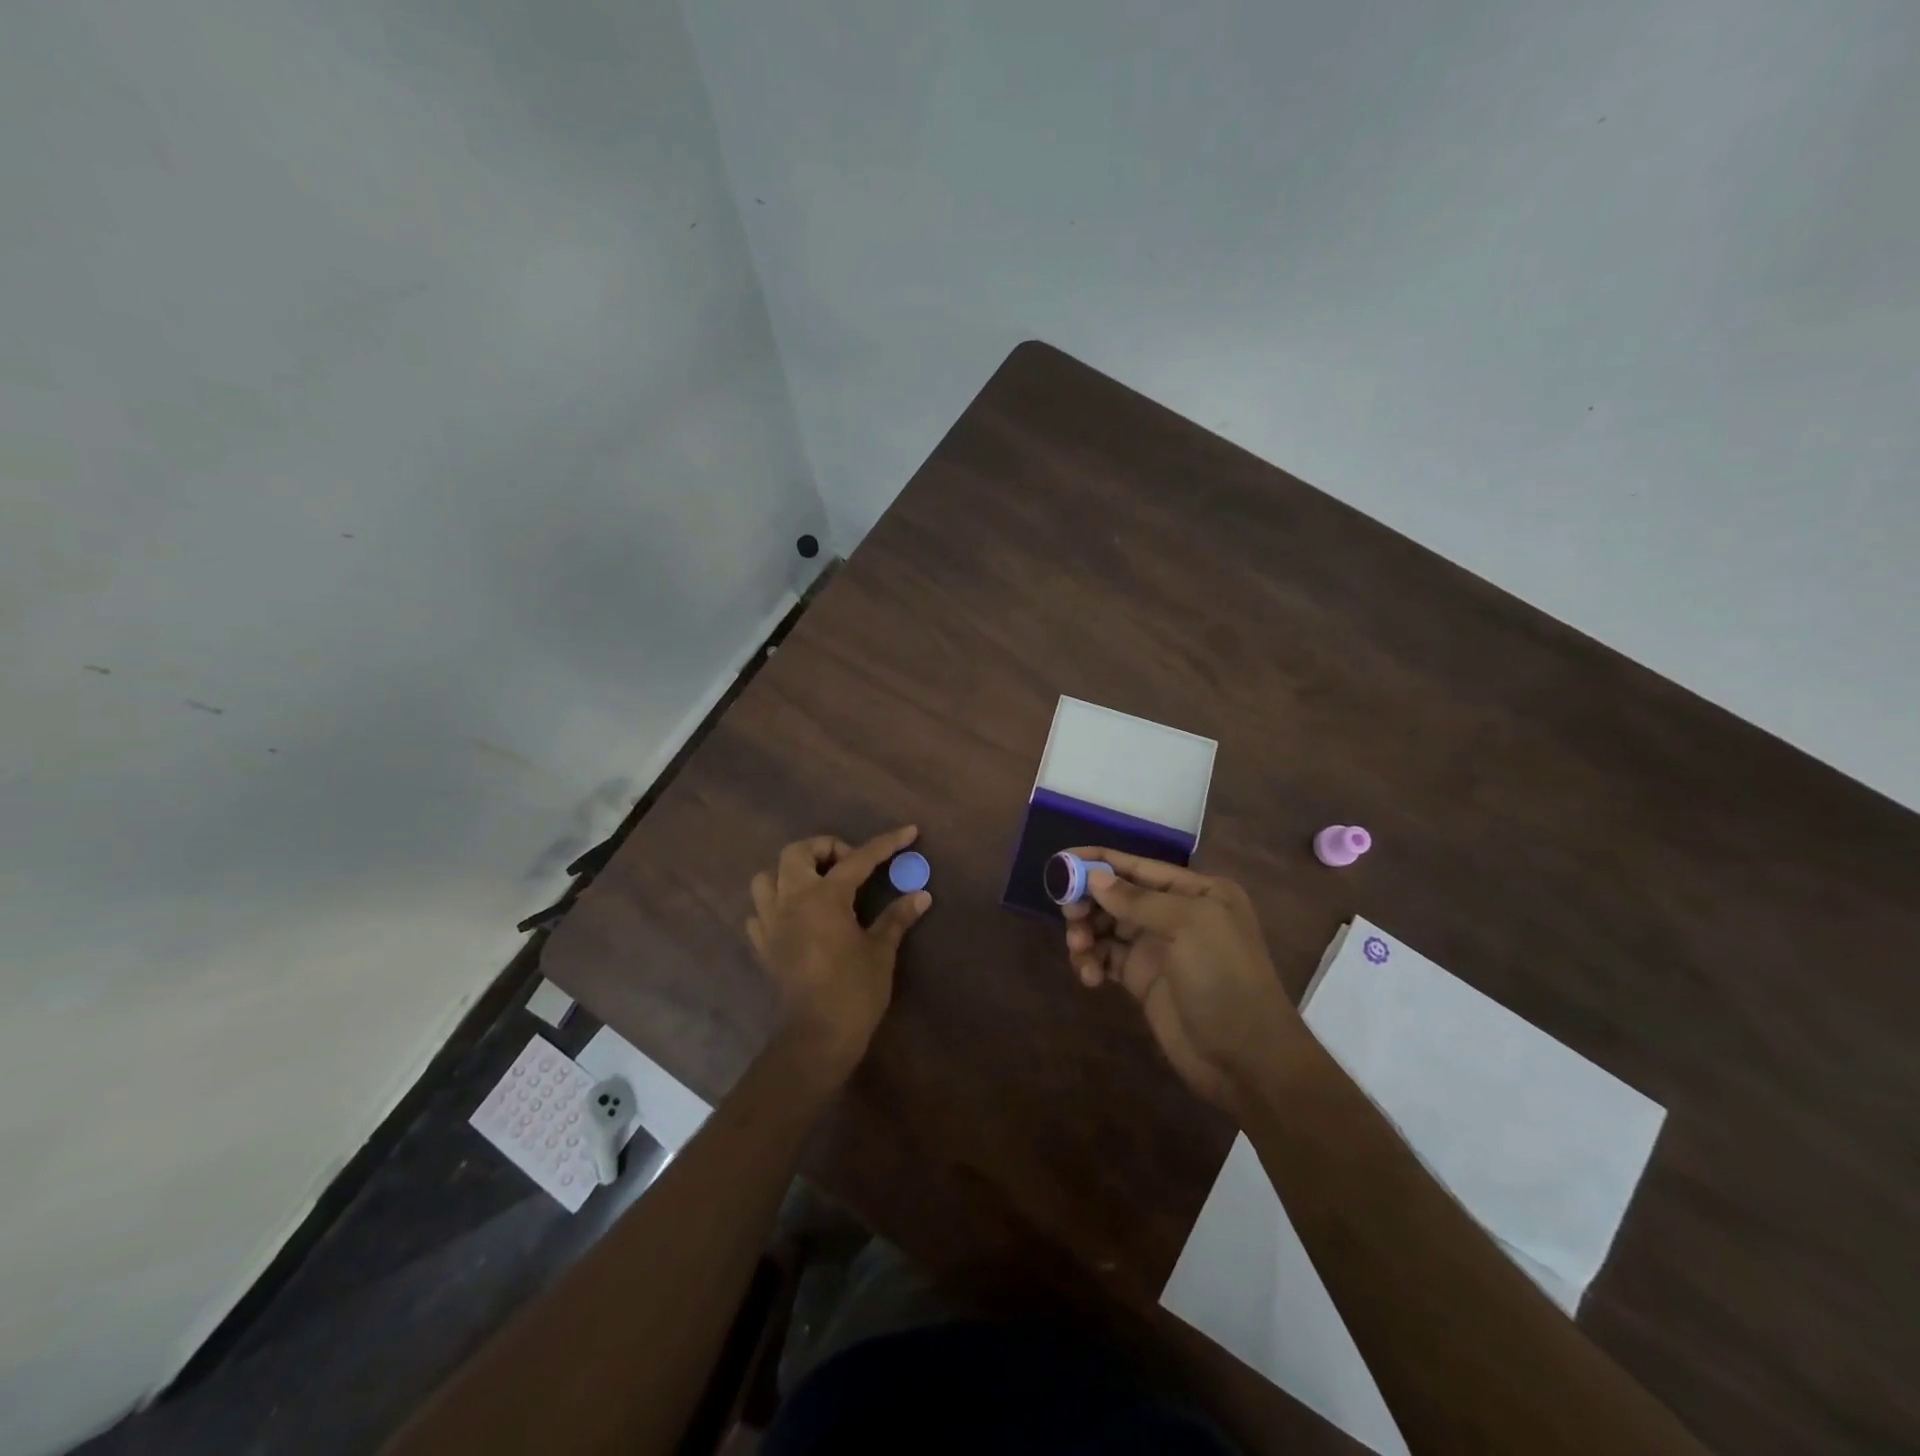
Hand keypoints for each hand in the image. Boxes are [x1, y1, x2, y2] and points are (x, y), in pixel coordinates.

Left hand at [746, 826, 930, 1083]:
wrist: (816, 1038)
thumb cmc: (854, 992)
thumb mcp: (881, 952)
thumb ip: (897, 917)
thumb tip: (921, 894)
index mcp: (824, 897)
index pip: (858, 859)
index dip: (886, 844)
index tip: (908, 831)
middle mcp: (791, 901)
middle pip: (796, 853)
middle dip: (824, 848)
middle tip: (851, 864)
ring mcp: (771, 923)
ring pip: (767, 877)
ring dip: (790, 873)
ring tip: (818, 885)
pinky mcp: (764, 946)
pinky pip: (759, 912)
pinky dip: (775, 905)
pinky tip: (796, 916)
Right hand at [1062, 848, 1300, 1110]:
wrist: (1246, 1058)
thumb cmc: (1224, 979)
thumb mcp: (1188, 927)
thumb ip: (1138, 900)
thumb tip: (1094, 877)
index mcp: (1196, 892)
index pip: (1138, 866)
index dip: (1098, 861)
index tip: (1059, 861)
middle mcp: (1175, 913)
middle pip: (1117, 895)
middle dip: (1089, 900)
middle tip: (1070, 914)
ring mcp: (1158, 947)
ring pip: (1107, 926)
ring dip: (1086, 933)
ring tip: (1080, 950)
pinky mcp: (1142, 979)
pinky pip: (1106, 957)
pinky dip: (1092, 961)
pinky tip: (1090, 976)